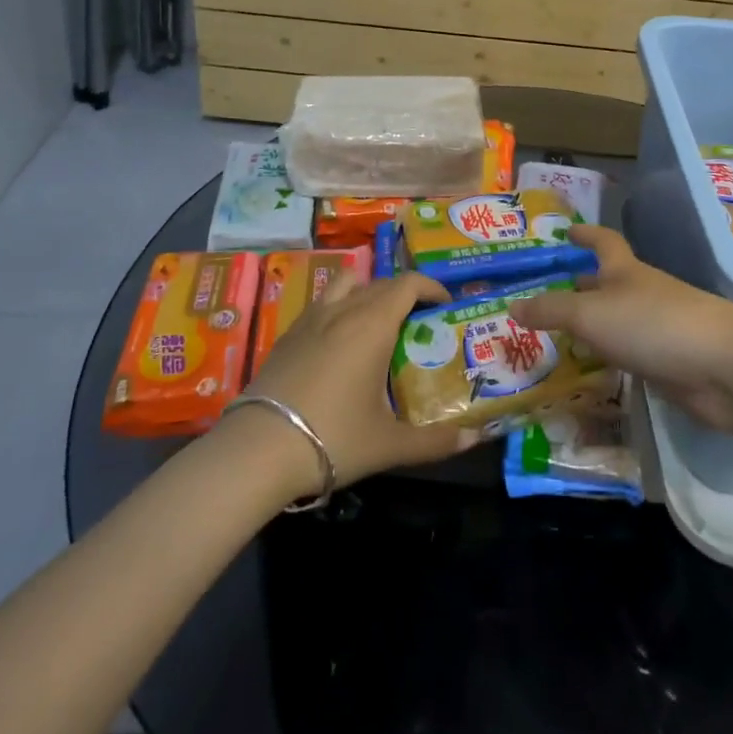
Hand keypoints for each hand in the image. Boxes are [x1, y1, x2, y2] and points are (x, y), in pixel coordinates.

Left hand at [229, 272, 476, 495]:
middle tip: (419, 322)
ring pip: (347, 283)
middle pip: (381, 283)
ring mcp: (311, 319)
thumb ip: (436, 440)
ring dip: (368, 291)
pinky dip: (340, 307)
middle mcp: (344, 310)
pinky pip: (322, 303)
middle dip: (405, 294)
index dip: (431, 287)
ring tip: (377, 322)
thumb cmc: (333, 438)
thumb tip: (474, 438)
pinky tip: (340, 344)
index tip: (445, 305)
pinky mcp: (288, 335)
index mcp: (373, 325)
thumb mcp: (390, 445)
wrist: (258, 450)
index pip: (408, 283)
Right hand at [512, 225, 732, 432]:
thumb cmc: (653, 324)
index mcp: (625, 271)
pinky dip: (606, 358)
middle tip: (540, 296)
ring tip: (552, 338)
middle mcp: (640, 293)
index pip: (603, 242)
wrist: (722, 367)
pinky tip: (586, 371)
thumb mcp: (591, 313)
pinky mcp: (665, 363)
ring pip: (614, 322)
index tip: (565, 232)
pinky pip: (626, 355)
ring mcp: (655, 329)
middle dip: (578, 286)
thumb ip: (551, 310)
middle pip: (605, 284)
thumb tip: (512, 305)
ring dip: (589, 327)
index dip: (585, 234)